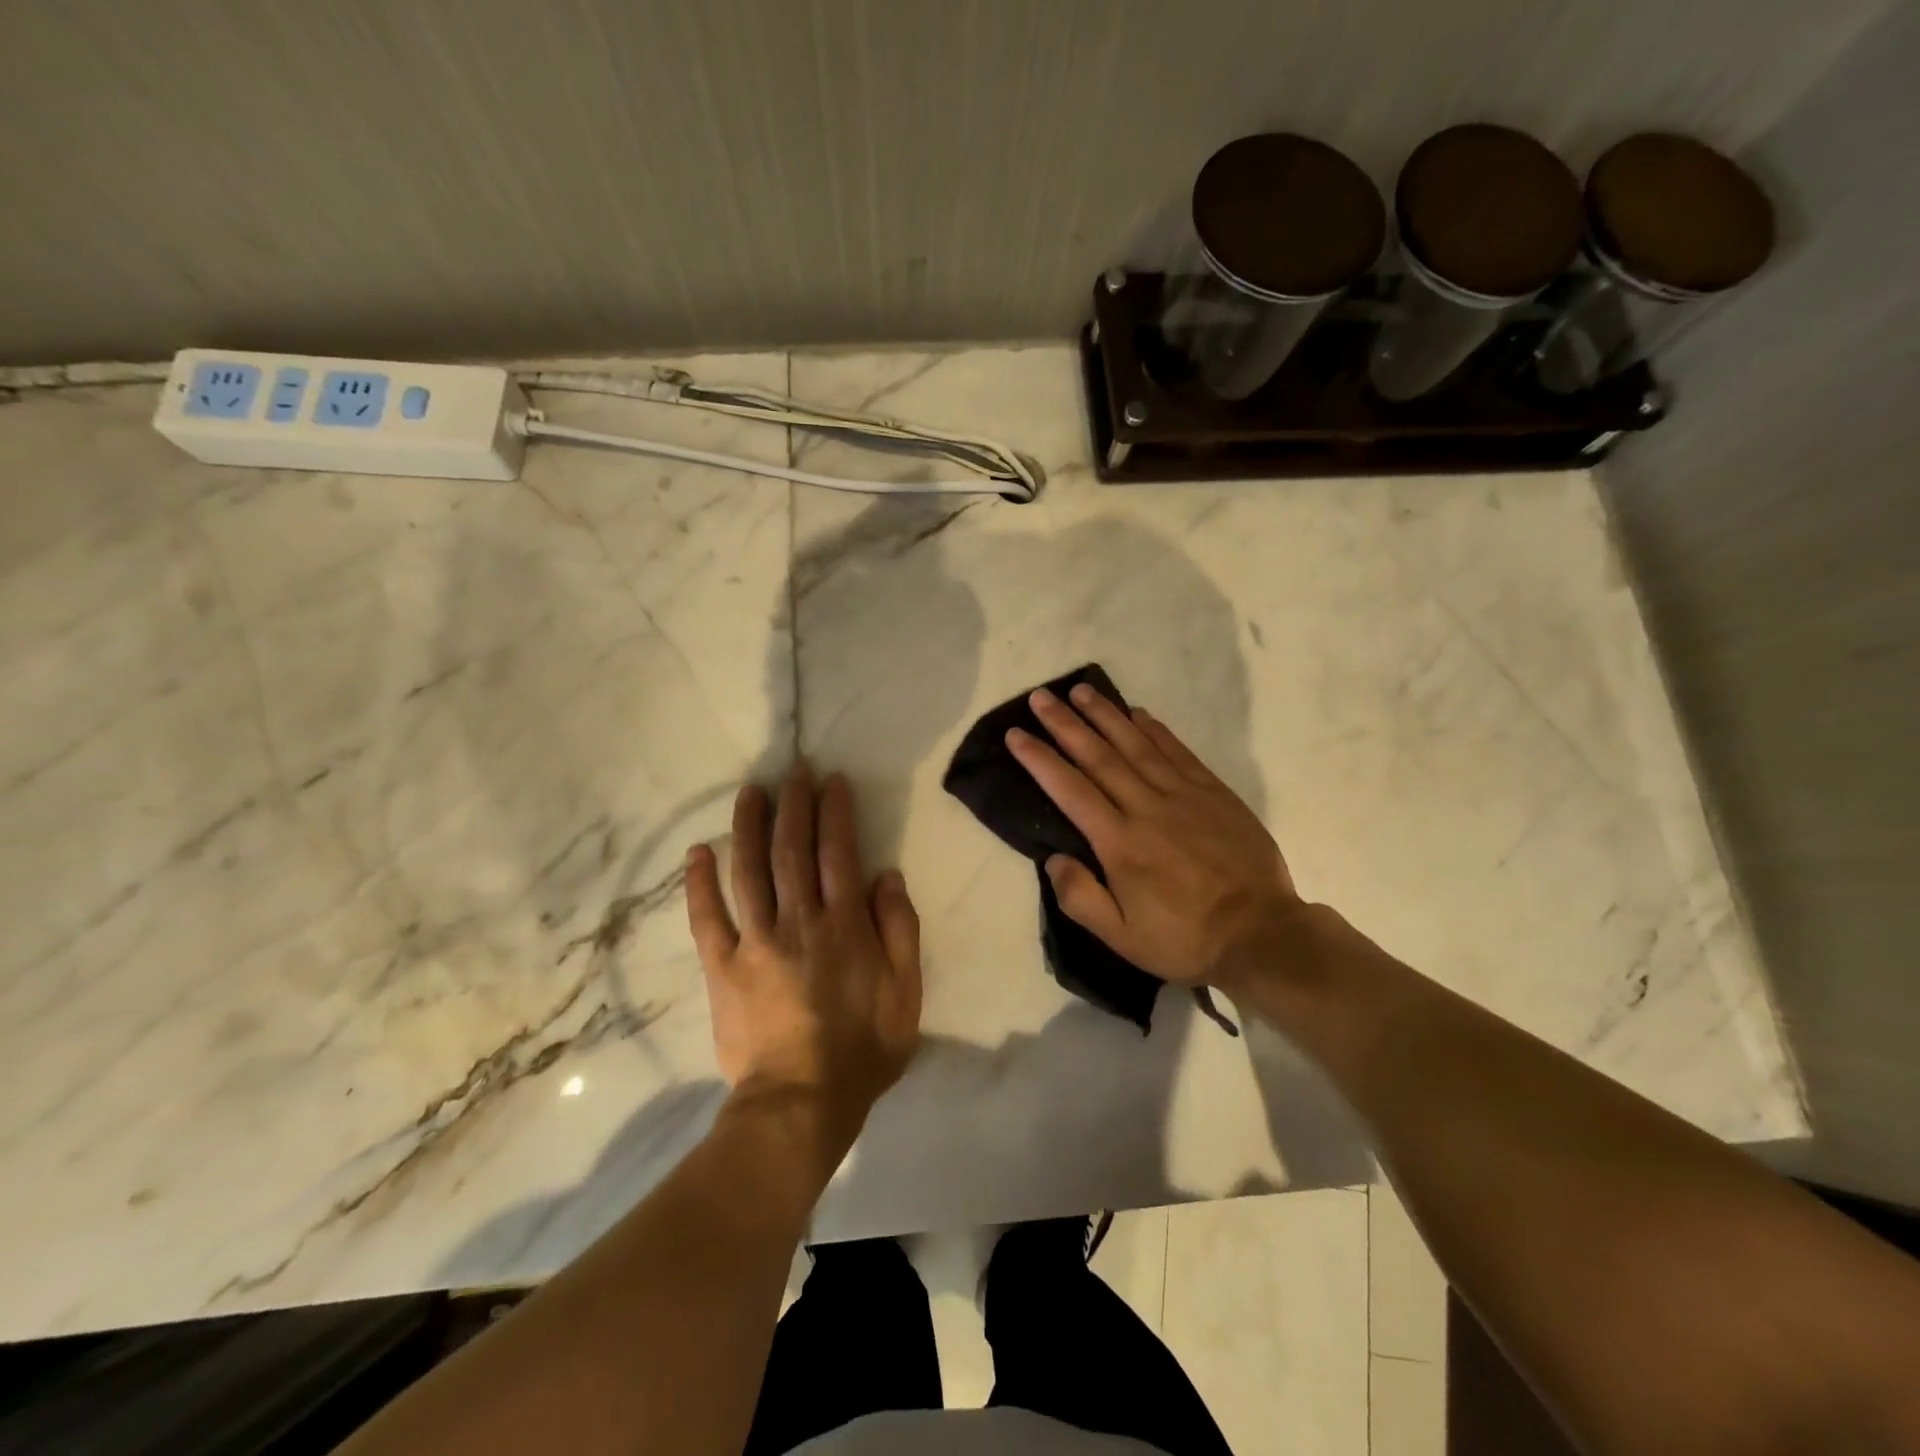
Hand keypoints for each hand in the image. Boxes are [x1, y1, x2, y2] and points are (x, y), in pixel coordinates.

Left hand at [685, 767, 921, 1159]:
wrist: (800, 1103)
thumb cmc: (863, 1050)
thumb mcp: (906, 993)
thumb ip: (900, 930)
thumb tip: (886, 876)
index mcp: (845, 925)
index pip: (838, 853)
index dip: (834, 812)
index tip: (831, 781)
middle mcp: (798, 921)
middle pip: (792, 850)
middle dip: (794, 805)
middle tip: (793, 771)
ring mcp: (755, 942)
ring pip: (749, 871)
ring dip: (748, 826)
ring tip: (750, 792)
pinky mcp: (722, 967)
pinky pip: (706, 919)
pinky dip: (699, 884)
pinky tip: (697, 852)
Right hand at [1006, 684, 1301, 989]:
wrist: (1261, 934)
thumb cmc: (1185, 939)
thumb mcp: (1122, 937)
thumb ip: (1080, 898)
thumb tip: (1053, 858)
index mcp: (1119, 843)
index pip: (1070, 789)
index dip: (1040, 759)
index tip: (1016, 734)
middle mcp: (1147, 808)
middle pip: (1098, 756)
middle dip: (1065, 724)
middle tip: (1040, 697)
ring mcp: (1184, 795)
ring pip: (1136, 744)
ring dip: (1106, 715)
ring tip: (1081, 691)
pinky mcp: (1214, 792)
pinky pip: (1178, 752)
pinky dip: (1155, 729)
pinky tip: (1137, 713)